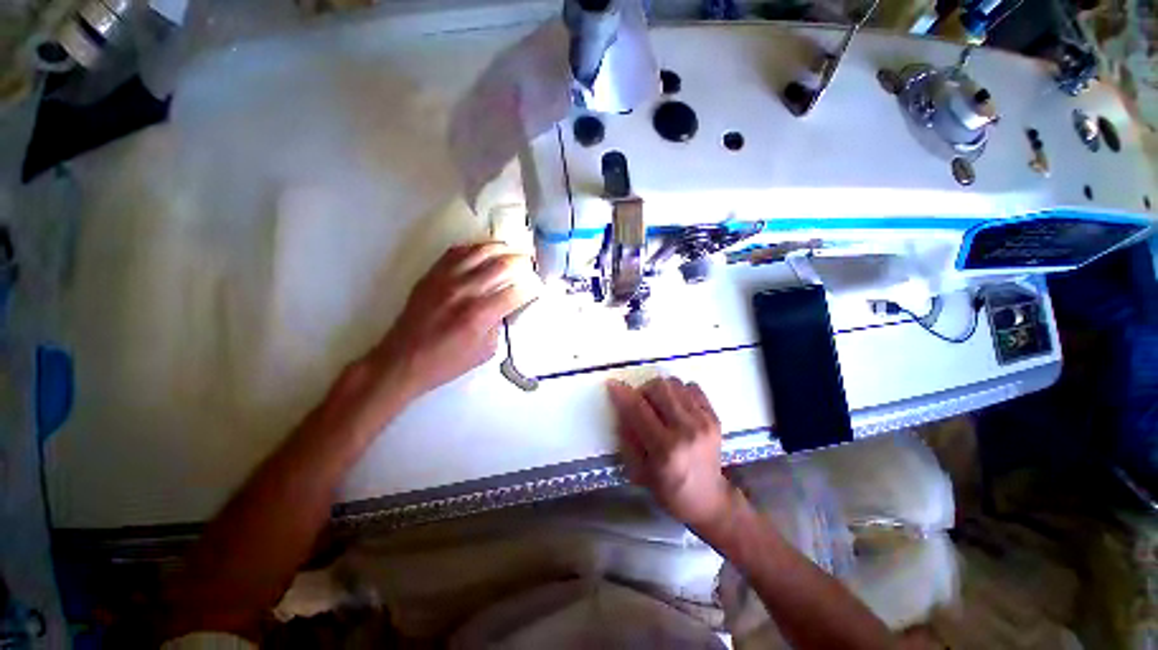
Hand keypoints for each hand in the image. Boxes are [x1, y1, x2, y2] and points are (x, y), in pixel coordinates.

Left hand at [369, 243, 535, 399]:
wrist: (403, 360)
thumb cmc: (447, 362)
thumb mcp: (485, 351)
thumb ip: (500, 324)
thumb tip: (508, 306)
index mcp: (480, 315)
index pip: (517, 291)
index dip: (533, 286)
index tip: (539, 285)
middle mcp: (465, 291)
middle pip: (503, 265)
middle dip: (523, 262)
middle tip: (532, 264)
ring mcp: (446, 279)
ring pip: (481, 251)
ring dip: (503, 249)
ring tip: (513, 252)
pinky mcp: (432, 275)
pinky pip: (457, 251)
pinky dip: (476, 248)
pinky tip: (485, 251)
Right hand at [607, 377, 737, 530]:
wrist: (709, 498)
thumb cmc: (669, 489)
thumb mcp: (639, 470)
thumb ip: (628, 437)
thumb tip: (621, 407)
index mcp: (665, 449)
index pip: (639, 409)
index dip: (623, 393)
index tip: (613, 385)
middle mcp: (687, 430)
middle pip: (659, 388)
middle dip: (643, 390)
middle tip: (640, 403)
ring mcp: (704, 421)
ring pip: (675, 383)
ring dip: (660, 389)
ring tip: (659, 404)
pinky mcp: (715, 416)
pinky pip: (692, 387)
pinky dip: (679, 391)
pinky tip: (676, 406)